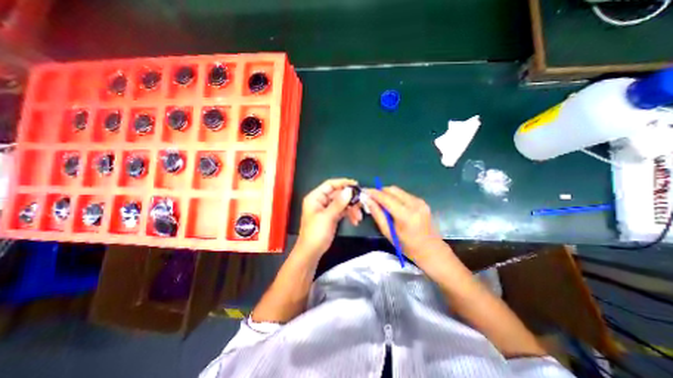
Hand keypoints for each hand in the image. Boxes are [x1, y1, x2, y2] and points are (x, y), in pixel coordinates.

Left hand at [295, 177, 362, 255]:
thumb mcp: (327, 217)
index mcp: (315, 197)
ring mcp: (327, 209)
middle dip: (350, 199)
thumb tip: (349, 190)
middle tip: (361, 203)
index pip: (330, 185)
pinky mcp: (332, 216)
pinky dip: (349, 214)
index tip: (356, 185)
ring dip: (351, 208)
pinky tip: (355, 221)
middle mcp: (321, 201)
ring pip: (342, 203)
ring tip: (358, 217)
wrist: (311, 252)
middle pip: (338, 194)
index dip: (343, 183)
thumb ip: (339, 203)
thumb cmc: (316, 233)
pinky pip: (342, 211)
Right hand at [366, 186, 445, 260]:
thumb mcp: (389, 232)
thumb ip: (378, 214)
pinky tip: (391, 205)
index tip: (364, 191)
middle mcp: (414, 204)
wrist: (431, 250)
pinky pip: (403, 194)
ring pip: (398, 190)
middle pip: (392, 190)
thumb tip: (368, 200)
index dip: (373, 193)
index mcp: (406, 215)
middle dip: (380, 191)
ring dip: (387, 194)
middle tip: (371, 198)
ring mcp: (420, 201)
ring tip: (380, 203)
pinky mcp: (422, 201)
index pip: (386, 198)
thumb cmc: (407, 246)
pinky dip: (395, 197)